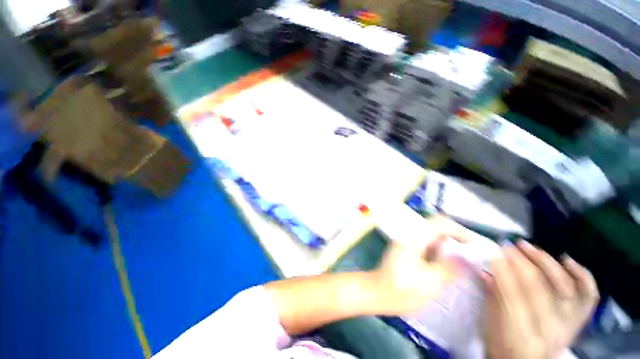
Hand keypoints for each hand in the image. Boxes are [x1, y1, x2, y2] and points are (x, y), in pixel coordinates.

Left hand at [370, 215, 482, 315]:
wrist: (378, 293)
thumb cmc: (402, 289)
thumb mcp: (429, 281)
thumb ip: (449, 268)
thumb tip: (467, 258)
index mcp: (414, 238)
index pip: (440, 223)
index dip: (459, 231)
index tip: (474, 245)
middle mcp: (411, 236)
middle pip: (436, 228)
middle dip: (455, 239)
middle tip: (470, 255)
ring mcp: (408, 243)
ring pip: (433, 238)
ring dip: (448, 247)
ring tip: (462, 263)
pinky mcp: (408, 251)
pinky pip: (428, 247)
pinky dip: (440, 253)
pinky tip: (446, 267)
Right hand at [483, 241, 598, 358]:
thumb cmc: (502, 343)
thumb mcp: (491, 322)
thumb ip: (491, 295)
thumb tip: (487, 271)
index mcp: (520, 332)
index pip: (511, 293)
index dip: (503, 269)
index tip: (495, 252)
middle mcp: (549, 329)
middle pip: (537, 287)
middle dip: (520, 261)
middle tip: (509, 246)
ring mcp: (568, 323)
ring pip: (564, 285)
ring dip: (545, 262)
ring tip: (530, 247)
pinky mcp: (578, 319)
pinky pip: (588, 294)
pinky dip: (581, 274)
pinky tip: (566, 260)